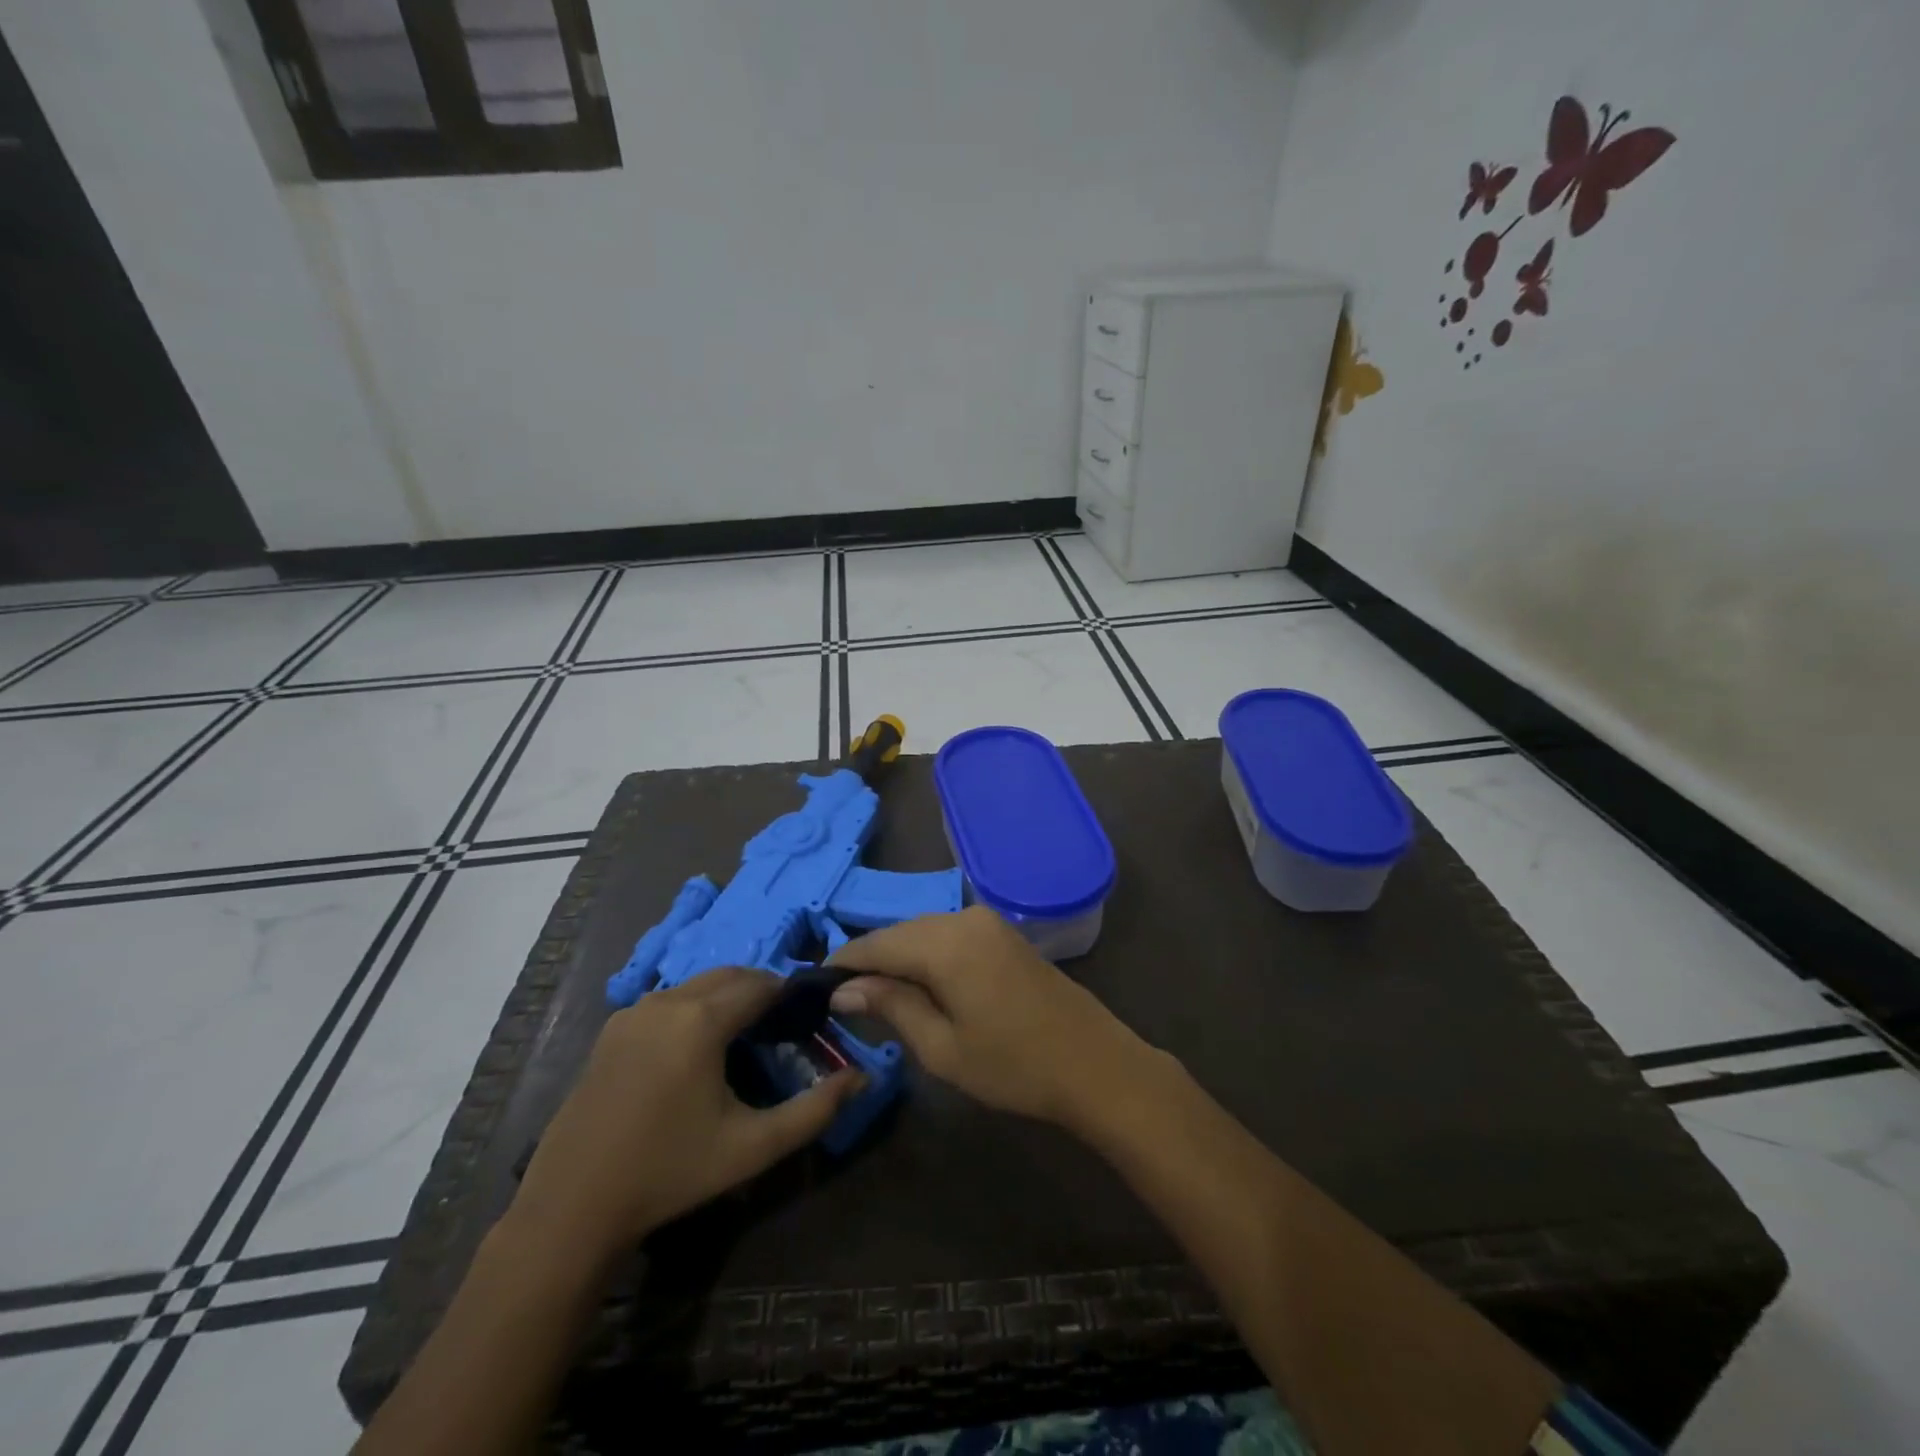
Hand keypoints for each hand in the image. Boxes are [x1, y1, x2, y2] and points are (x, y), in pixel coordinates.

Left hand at [510, 967, 865, 1261]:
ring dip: (726, 998)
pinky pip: (668, 1001)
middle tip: (780, 1031)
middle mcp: (666, 1000)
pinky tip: (695, 1053)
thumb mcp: (752, 1147)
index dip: (790, 995)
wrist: (572, 1208)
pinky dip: (694, 1009)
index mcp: (701, 1019)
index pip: (762, 984)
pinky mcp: (612, 1030)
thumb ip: (815, 1110)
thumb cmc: (670, 1172)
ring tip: (743, 1041)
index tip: (807, 1019)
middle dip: (760, 992)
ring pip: (697, 986)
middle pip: (730, 976)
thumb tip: (862, 1078)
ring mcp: (633, 1012)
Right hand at [827, 906, 1163, 1129]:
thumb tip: (844, 989)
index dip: (843, 963)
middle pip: (900, 933)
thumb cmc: (1014, 1066)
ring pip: (925, 932)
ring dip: (900, 959)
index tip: (814, 986)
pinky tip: (921, 986)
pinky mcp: (1004, 933)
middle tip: (843, 1000)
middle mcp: (964, 917)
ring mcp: (989, 922)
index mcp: (945, 942)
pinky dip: (928, 956)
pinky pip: (950, 935)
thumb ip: (891, 1007)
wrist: (1095, 1065)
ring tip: (878, 998)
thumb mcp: (943, 1047)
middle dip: (871, 962)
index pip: (876, 944)